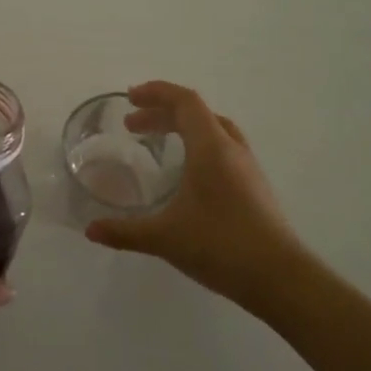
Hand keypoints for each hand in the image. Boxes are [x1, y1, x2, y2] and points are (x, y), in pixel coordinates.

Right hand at [84, 81, 305, 310]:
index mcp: (211, 148)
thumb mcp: (164, 238)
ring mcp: (247, 167)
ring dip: (183, 127)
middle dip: (162, 112)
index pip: (185, 101)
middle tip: (132, 126)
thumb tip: (90, 230)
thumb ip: (124, 232)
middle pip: (197, 113)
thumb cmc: (220, 246)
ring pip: (213, 130)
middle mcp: (231, 149)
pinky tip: (186, 173)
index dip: (157, 92)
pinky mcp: (254, 186)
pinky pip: (222, 149)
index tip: (130, 98)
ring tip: (158, 141)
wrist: (280, 278)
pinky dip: (198, 145)